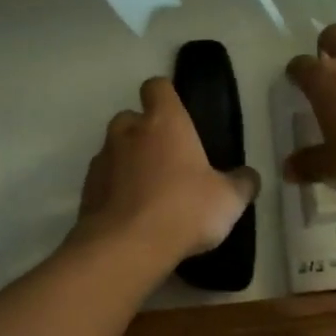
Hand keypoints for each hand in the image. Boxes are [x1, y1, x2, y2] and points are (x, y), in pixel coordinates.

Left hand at [73, 77, 259, 265]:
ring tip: (149, 191)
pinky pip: (103, 180)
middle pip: (131, 118)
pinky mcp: (86, 190)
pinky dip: (114, 189)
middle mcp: (128, 132)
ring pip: (114, 149)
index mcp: (164, 122)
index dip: (165, 97)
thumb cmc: (184, 209)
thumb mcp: (228, 199)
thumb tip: (249, 176)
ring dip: (128, 162)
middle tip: (167, 159)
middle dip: (144, 132)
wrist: (126, 248)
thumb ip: (242, 183)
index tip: (177, 115)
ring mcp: (102, 160)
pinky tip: (131, 213)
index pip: (157, 87)